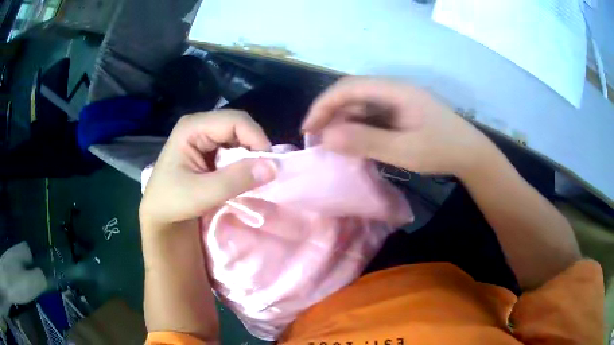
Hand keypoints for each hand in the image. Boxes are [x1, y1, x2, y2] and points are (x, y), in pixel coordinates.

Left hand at [139, 110, 276, 230]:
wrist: (159, 216)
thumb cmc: (172, 203)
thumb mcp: (202, 193)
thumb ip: (236, 180)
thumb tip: (274, 167)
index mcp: (192, 127)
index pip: (235, 121)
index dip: (256, 138)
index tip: (269, 165)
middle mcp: (199, 125)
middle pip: (238, 126)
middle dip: (254, 148)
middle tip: (263, 173)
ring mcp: (203, 136)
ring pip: (238, 137)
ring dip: (250, 156)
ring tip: (253, 177)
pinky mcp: (208, 149)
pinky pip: (233, 148)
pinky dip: (243, 162)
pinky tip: (242, 176)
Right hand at [302, 77, 493, 176]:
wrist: (470, 154)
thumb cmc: (441, 151)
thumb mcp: (404, 150)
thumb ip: (365, 141)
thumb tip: (327, 137)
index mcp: (394, 90)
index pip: (348, 88)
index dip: (323, 105)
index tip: (308, 130)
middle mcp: (393, 89)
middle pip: (352, 92)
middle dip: (329, 113)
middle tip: (316, 138)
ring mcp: (397, 99)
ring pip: (360, 103)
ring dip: (342, 120)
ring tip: (331, 143)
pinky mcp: (400, 110)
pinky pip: (372, 113)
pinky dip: (357, 126)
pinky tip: (354, 141)